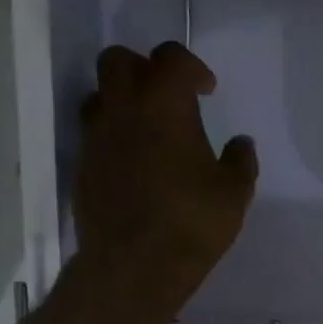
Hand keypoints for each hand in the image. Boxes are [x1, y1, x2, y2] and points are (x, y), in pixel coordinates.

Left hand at [72, 42, 258, 321]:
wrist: (134, 265)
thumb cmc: (192, 221)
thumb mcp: (234, 193)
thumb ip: (240, 161)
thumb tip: (241, 144)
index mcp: (164, 104)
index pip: (171, 58)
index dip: (192, 67)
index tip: (207, 91)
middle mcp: (122, 110)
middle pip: (118, 60)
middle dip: (144, 69)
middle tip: (167, 98)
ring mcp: (95, 139)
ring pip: (98, 96)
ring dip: (121, 102)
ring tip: (146, 131)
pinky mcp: (81, 169)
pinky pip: (93, 137)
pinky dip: (112, 140)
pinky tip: (134, 168)